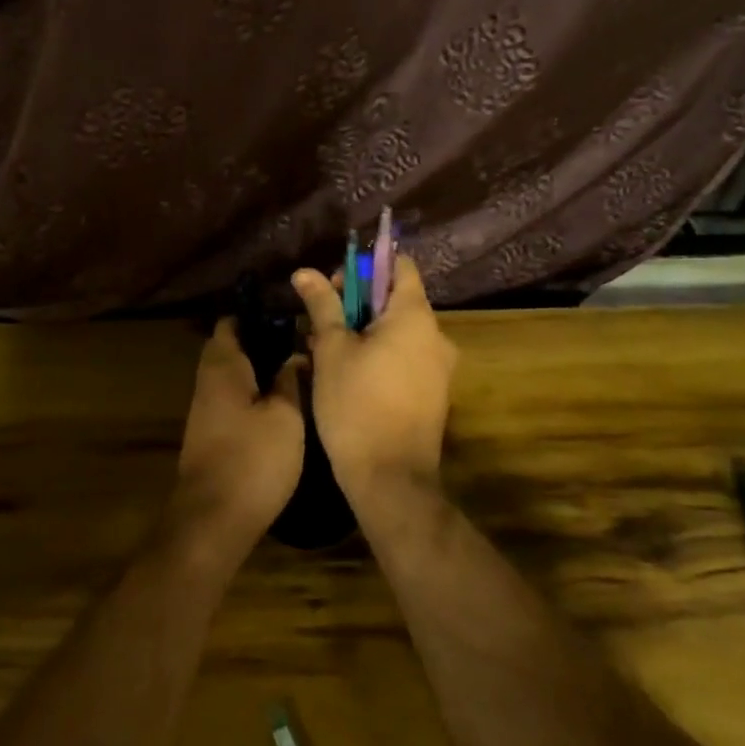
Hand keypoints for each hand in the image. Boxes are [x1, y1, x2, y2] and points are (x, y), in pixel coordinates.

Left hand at [171, 320, 304, 557]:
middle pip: (231, 349)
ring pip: (233, 376)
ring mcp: (206, 410)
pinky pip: (233, 399)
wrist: (213, 521)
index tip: (289, 314)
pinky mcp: (211, 435)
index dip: (257, 314)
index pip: (231, 322)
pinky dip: (254, 395)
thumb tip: (294, 356)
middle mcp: (208, 381)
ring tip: (298, 372)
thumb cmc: (252, 459)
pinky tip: (282, 406)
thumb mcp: (285, 416)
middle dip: (262, 343)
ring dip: (259, 371)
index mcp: (223, 366)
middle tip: (300, 344)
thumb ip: (289, 381)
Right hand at [292, 255, 457, 509]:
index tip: (337, 283)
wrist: (392, 480)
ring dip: (365, 331)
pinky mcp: (434, 392)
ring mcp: (439, 366)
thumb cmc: (357, 405)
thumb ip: (323, 305)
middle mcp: (436, 334)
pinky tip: (349, 375)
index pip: (400, 266)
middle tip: (322, 322)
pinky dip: (380, 354)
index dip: (367, 266)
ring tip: (327, 352)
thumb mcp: (331, 350)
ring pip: (398, 331)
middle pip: (396, 299)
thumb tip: (305, 271)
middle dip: (358, 303)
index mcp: (414, 316)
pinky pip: (406, 356)